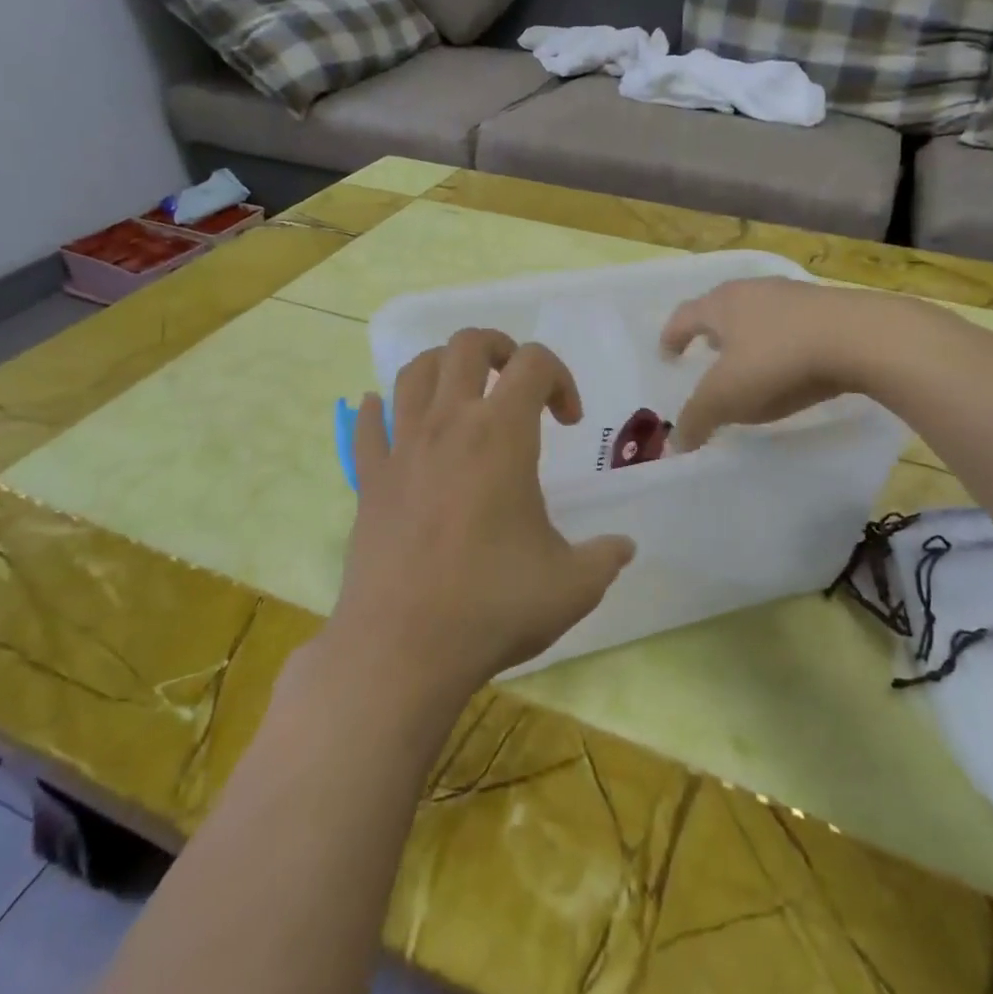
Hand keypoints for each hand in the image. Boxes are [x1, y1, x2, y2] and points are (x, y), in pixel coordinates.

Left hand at [327, 329, 635, 705]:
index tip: (569, 422)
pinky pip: (368, 425)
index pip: (534, 363)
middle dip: (499, 348)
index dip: (560, 377)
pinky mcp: (368, 479)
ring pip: (414, 372)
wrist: (402, 649)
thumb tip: (624, 547)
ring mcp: (401, 448)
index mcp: (501, 435)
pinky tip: (387, 418)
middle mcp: (448, 424)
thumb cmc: (492, 606)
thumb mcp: (572, 585)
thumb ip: (605, 558)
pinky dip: (380, 411)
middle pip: (466, 345)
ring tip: (462, 395)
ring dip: (443, 367)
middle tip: (515, 382)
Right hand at [661, 278, 868, 450]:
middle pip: (722, 308)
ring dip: (749, 336)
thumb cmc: (778, 360)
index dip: (671, 337)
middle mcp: (753, 291)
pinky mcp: (830, 308)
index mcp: (721, 305)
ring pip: (759, 314)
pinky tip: (792, 365)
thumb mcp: (727, 397)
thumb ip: (696, 419)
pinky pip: (793, 325)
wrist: (861, 338)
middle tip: (707, 354)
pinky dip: (782, 342)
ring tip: (750, 363)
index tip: (667, 355)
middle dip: (711, 332)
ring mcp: (794, 296)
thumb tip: (674, 445)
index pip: (684, 317)